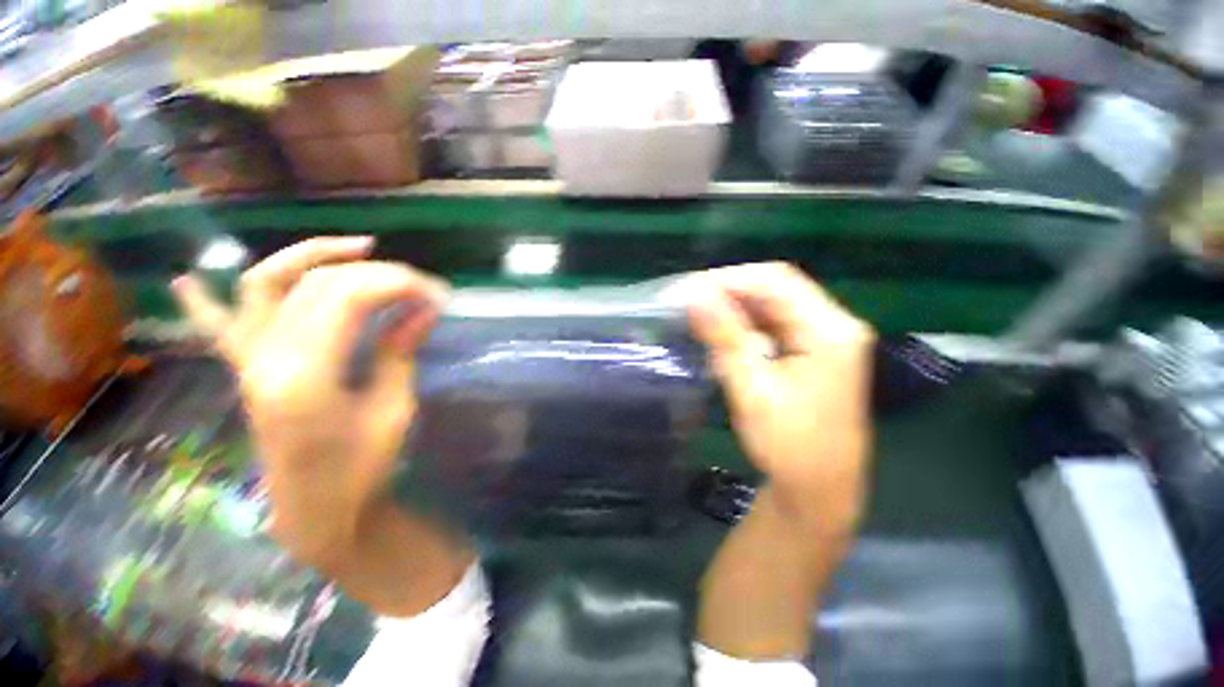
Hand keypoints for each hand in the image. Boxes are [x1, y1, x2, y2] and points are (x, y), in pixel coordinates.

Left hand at [171, 238, 447, 567]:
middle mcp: (265, 357)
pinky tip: (185, 279)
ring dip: (310, 256)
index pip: (349, 297)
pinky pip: (218, 327)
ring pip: (265, 282)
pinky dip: (202, 301)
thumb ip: (401, 351)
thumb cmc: (362, 468)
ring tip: (358, 248)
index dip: (398, 284)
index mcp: (305, 374)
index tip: (438, 294)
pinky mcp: (245, 370)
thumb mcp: (394, 409)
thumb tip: (425, 309)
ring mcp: (248, 361)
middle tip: (421, 286)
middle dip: (378, 274)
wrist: (316, 511)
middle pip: (317, 283)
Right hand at [685, 263, 874, 537]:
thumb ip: (724, 338)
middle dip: (728, 291)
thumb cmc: (789, 446)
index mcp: (830, 331)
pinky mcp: (813, 351)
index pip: (775, 281)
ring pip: (772, 305)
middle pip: (775, 288)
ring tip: (696, 313)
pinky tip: (720, 331)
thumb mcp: (752, 389)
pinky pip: (774, 324)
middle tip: (686, 300)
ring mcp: (825, 337)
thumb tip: (693, 296)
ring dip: (733, 306)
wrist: (819, 490)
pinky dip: (744, 324)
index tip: (686, 290)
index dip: (727, 279)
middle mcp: (834, 325)